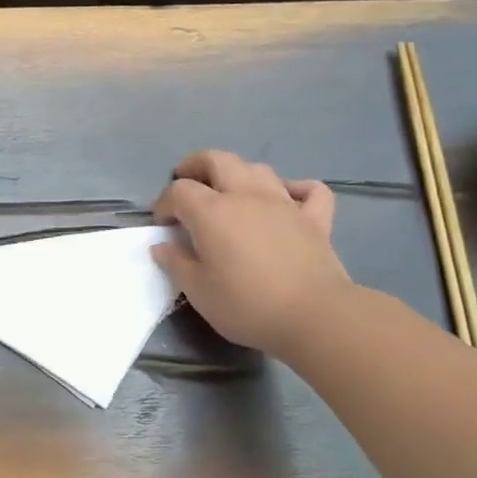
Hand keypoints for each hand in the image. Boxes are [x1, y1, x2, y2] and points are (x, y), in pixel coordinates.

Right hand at [151, 150, 348, 356]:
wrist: (314, 316)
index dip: (164, 203)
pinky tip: (287, 198)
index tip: (161, 223)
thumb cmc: (247, 305)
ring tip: (229, 191)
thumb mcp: (198, 291)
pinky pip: (308, 190)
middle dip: (195, 165)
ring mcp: (284, 203)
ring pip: (258, 169)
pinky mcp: (315, 219)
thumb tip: (162, 246)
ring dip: (238, 173)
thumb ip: (176, 264)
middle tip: (185, 180)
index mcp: (212, 212)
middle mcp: (247, 196)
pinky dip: (295, 188)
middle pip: (217, 160)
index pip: (179, 191)